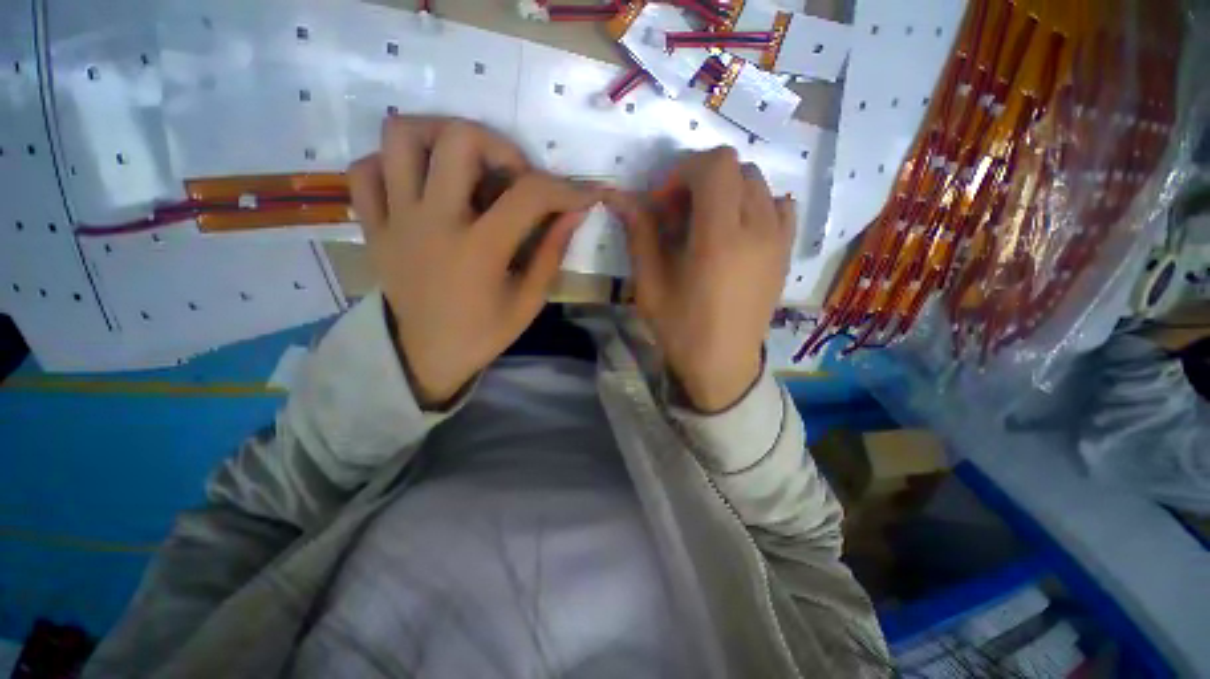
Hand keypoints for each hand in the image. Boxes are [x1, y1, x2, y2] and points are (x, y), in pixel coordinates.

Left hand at [349, 116, 600, 407]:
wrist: (426, 357)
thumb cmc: (484, 334)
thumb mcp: (529, 301)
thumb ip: (552, 254)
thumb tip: (574, 213)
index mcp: (479, 250)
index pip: (528, 195)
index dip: (565, 187)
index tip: (583, 194)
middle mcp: (433, 222)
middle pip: (458, 139)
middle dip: (500, 146)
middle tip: (514, 175)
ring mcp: (395, 220)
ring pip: (400, 136)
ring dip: (441, 135)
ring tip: (466, 163)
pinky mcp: (373, 226)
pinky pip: (365, 170)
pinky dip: (392, 163)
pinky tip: (421, 184)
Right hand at [607, 148, 794, 412]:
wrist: (723, 364)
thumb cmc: (682, 328)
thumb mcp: (650, 285)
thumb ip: (640, 235)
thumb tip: (624, 199)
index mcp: (720, 238)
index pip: (716, 165)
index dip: (685, 171)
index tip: (665, 202)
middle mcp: (757, 230)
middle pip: (738, 168)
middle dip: (703, 180)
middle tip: (681, 215)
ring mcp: (778, 240)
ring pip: (759, 184)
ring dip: (728, 191)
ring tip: (708, 223)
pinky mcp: (785, 253)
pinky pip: (781, 207)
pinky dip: (757, 204)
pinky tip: (738, 229)